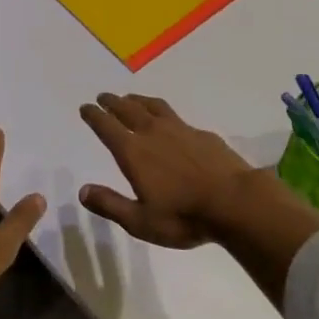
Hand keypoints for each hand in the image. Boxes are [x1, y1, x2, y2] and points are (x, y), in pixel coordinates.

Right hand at [77, 92, 253, 247]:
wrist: (236, 202)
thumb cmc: (184, 217)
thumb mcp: (140, 221)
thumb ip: (110, 204)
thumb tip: (82, 191)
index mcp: (134, 152)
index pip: (107, 127)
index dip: (94, 116)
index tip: (85, 107)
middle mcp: (153, 133)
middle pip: (128, 110)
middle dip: (112, 102)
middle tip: (103, 97)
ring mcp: (180, 130)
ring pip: (153, 107)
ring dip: (138, 100)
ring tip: (131, 99)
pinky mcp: (202, 134)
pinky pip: (175, 116)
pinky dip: (163, 113)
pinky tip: (169, 122)